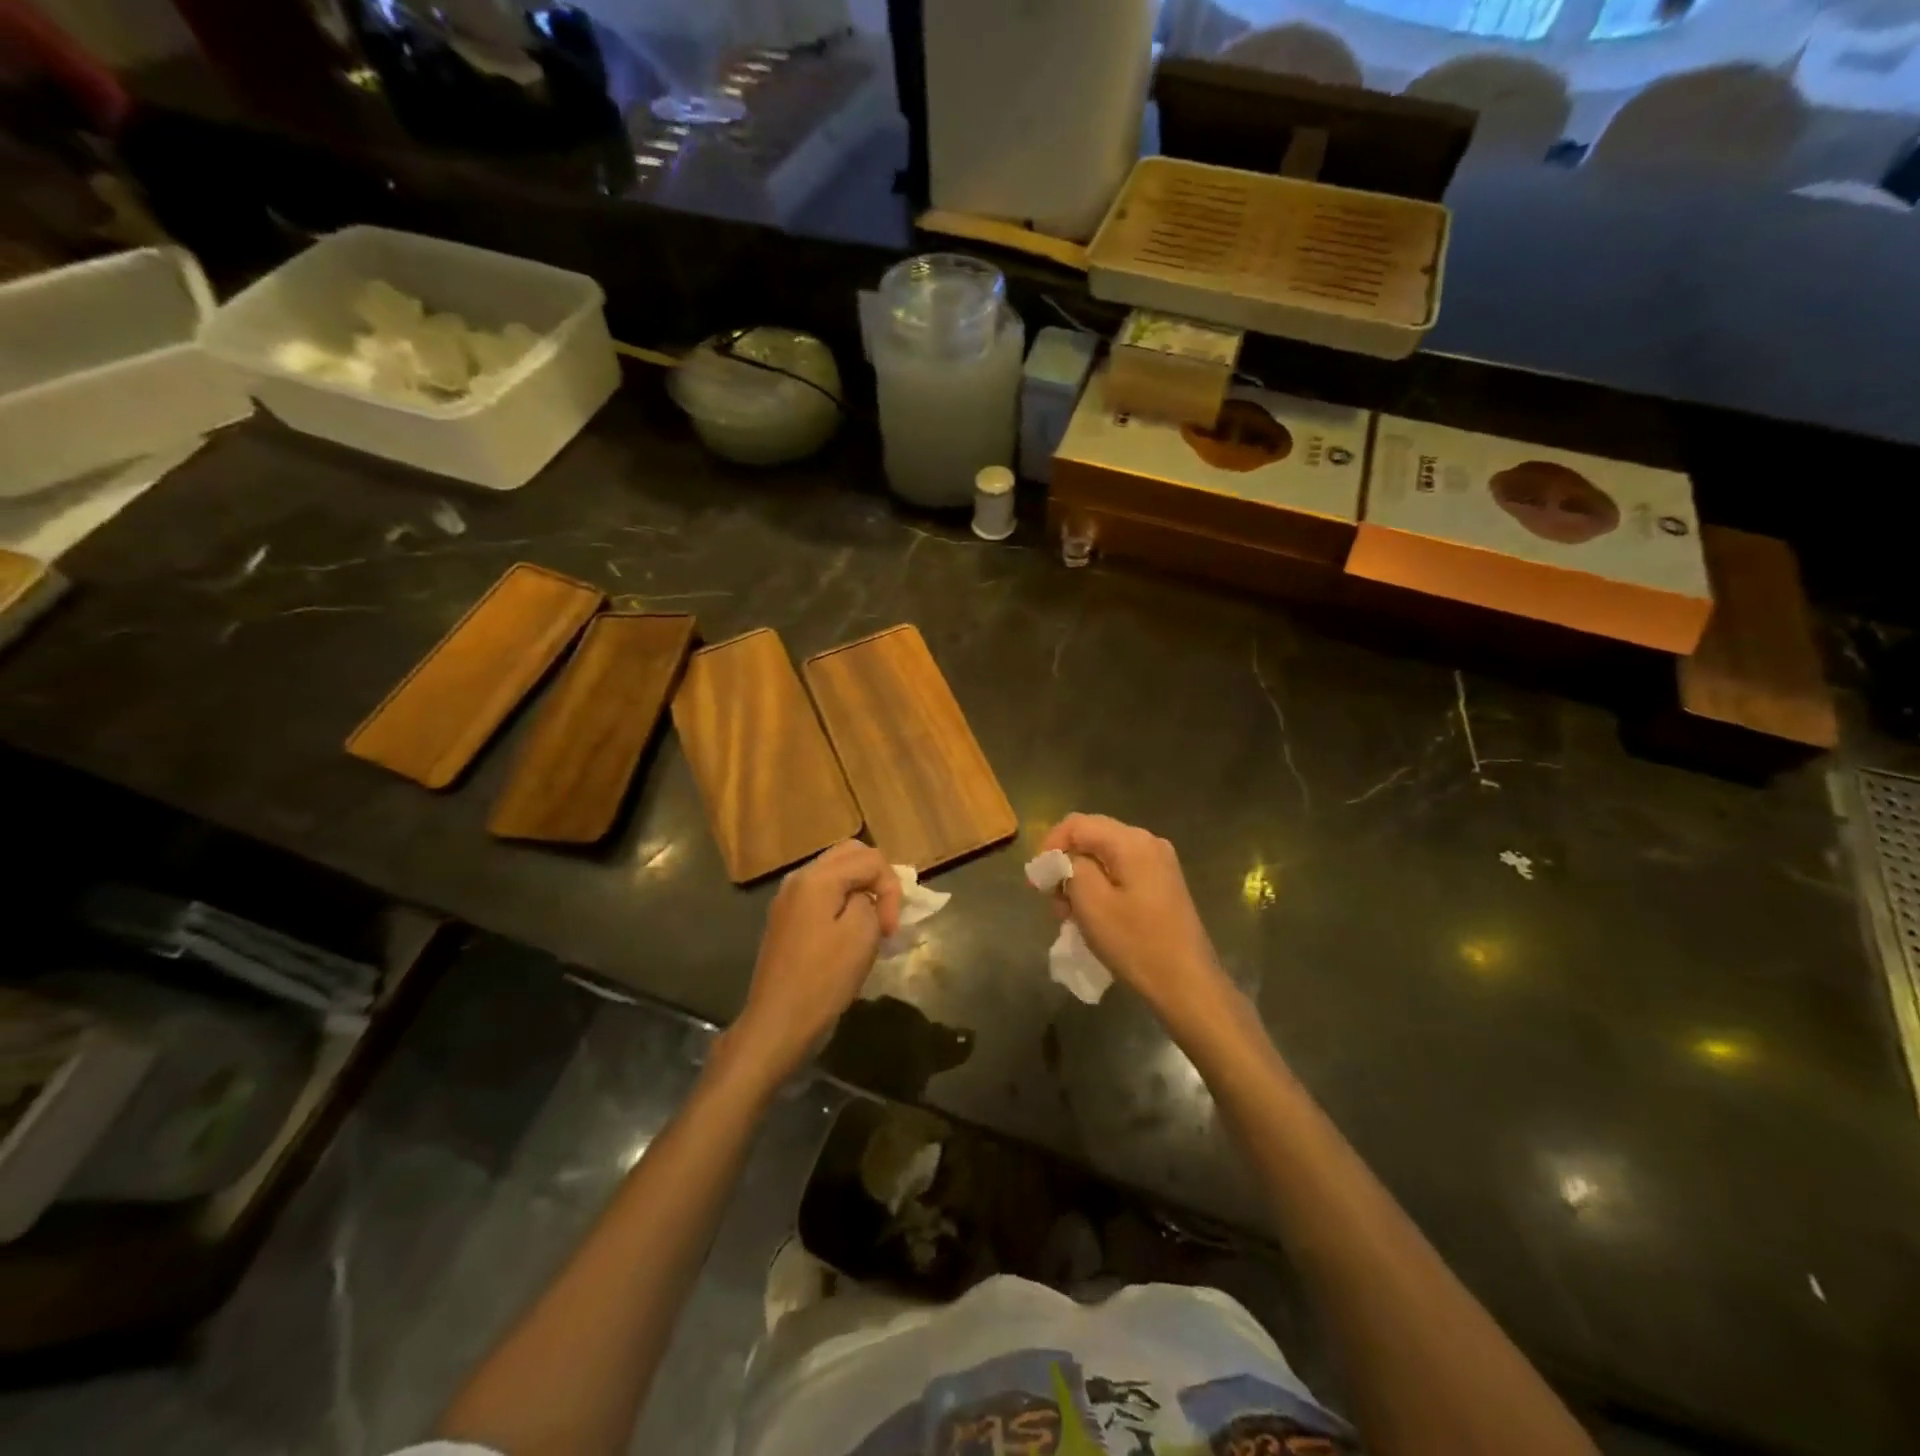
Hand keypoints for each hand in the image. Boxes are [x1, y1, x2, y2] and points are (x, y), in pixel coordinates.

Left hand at [726, 840, 901, 1082]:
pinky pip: (821, 895)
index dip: (891, 889)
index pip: (870, 859)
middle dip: (876, 879)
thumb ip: (871, 900)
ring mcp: (788, 899)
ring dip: (860, 889)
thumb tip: (864, 898)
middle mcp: (798, 879)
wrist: (778, 1022)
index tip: (891, 928)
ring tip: (873, 924)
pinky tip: (850, 933)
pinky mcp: (785, 921)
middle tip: (886, 914)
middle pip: (849, 854)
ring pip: (835, 873)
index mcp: (817, 877)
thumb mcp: (862, 933)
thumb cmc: (824, 978)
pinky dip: (842, 903)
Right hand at [1039, 814, 1231, 1029]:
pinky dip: (1100, 889)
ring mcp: (1159, 864)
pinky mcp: (1163, 885)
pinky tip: (1092, 917)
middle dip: (1065, 865)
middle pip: (1092, 838)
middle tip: (1051, 902)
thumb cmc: (1136, 943)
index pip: (1077, 824)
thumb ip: (1071, 868)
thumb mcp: (1091, 903)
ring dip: (1080, 881)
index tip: (1038, 880)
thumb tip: (1065, 859)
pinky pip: (1121, 874)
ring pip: (1104, 858)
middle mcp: (1148, 842)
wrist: (1187, 984)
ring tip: (1069, 916)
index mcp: (1132, 841)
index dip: (1050, 845)